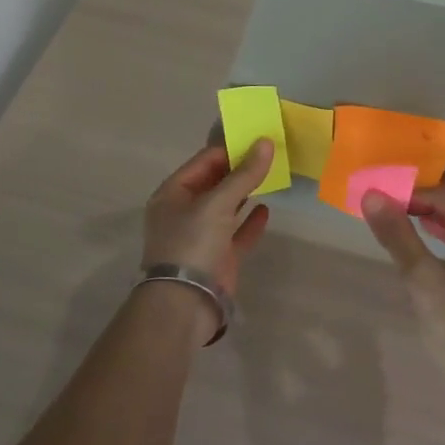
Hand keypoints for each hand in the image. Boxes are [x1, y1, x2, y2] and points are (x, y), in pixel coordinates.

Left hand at [143, 140, 273, 298]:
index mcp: (173, 193)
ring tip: (272, 176)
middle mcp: (185, 211)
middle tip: (270, 154)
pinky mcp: (218, 257)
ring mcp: (201, 235)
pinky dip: (250, 221)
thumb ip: (244, 174)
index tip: (258, 140)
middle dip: (240, 169)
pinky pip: (236, 233)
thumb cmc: (192, 244)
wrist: (185, 305)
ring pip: (227, 207)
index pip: (204, 161)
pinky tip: (267, 210)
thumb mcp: (217, 204)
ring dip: (246, 192)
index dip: (230, 149)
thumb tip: (266, 142)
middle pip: (215, 182)